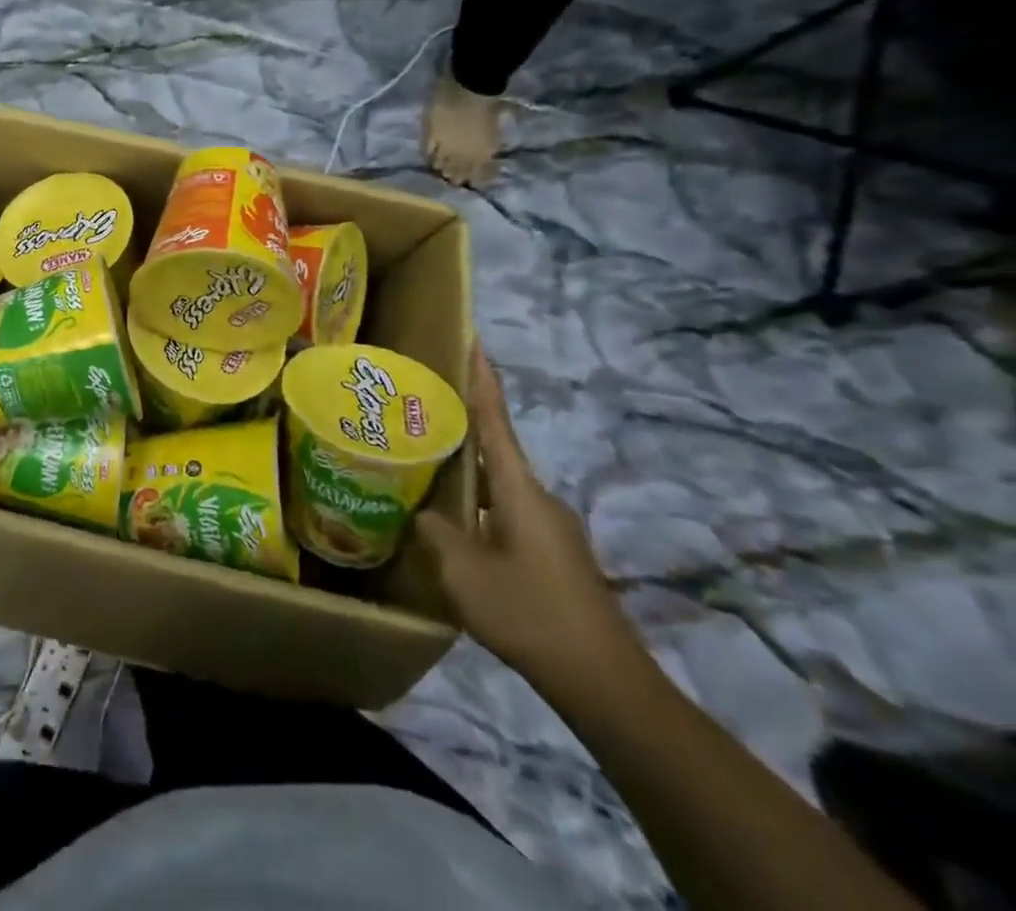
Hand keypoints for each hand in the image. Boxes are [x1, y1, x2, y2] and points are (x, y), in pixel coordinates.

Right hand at [416, 343, 642, 690]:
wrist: (603, 681)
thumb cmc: (529, 612)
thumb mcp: (462, 571)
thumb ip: (435, 531)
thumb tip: (421, 511)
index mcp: (519, 489)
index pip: (496, 420)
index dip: (482, 379)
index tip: (473, 339)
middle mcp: (538, 498)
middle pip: (494, 451)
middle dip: (458, 430)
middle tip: (417, 414)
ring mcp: (550, 528)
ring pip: (497, 488)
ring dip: (464, 477)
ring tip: (422, 471)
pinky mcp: (552, 555)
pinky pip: (505, 515)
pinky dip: (477, 509)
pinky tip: (451, 527)